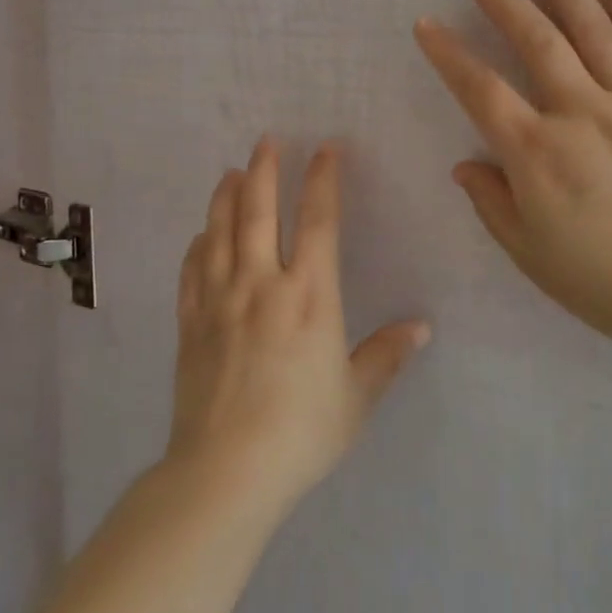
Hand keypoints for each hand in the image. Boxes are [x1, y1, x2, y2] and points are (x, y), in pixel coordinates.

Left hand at [167, 138, 429, 514]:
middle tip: (266, 141)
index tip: (325, 150)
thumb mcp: (356, 397)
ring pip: (220, 232)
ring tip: (230, 172)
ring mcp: (219, 300)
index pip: (318, 221)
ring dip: (225, 197)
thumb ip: (386, 356)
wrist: (225, 471)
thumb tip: (421, 328)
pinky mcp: (190, 323)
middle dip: (264, 171)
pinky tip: (200, 235)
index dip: (323, 180)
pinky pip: (191, 271)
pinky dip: (197, 246)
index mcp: (309, 295)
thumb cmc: (300, 432)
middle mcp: (262, 284)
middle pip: (259, 212)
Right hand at [414, 0, 611, 361]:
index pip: (480, 89)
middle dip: (501, 0)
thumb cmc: (608, 285)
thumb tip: (465, 163)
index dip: (448, 53)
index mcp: (539, 155)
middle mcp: (584, 115)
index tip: (427, 24)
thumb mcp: (531, 256)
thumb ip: (492, 203)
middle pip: (536, 40)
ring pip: (595, 29)